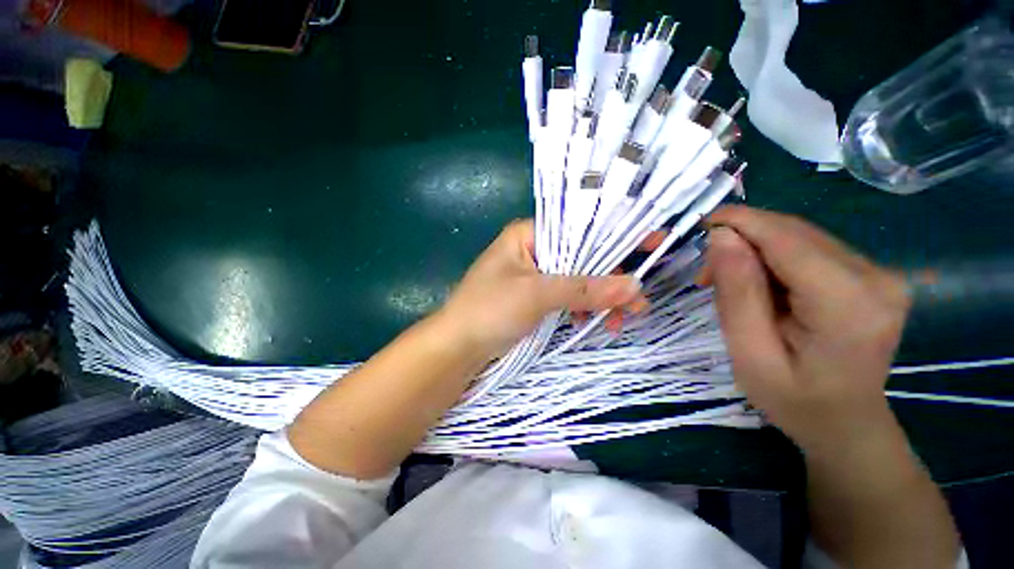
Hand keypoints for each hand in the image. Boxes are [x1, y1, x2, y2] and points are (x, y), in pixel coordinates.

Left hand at [435, 219, 645, 362]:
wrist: (457, 347)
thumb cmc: (489, 310)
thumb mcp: (536, 294)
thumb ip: (584, 289)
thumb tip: (634, 286)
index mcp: (528, 234)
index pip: (579, 227)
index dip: (616, 234)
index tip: (652, 244)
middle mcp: (533, 249)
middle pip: (582, 256)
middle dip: (611, 278)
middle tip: (639, 302)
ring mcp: (534, 275)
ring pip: (577, 279)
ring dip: (599, 298)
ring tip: (621, 319)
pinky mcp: (534, 297)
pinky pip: (566, 296)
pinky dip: (582, 308)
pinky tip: (593, 322)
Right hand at [703, 205, 910, 450]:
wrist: (846, 424)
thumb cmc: (794, 400)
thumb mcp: (749, 353)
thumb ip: (737, 293)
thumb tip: (721, 237)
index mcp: (848, 304)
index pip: (788, 240)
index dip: (742, 222)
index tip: (701, 223)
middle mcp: (876, 277)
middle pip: (795, 233)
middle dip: (743, 239)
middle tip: (707, 272)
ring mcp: (880, 274)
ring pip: (801, 237)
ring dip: (756, 248)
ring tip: (728, 280)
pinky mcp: (872, 275)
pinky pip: (811, 249)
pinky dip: (775, 256)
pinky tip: (759, 282)